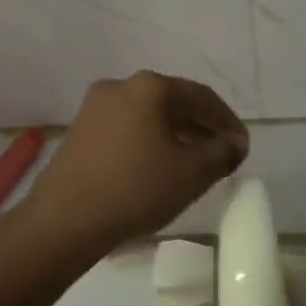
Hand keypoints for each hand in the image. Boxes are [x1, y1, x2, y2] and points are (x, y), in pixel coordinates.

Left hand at [20, 72, 248, 253]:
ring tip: (194, 161)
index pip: (201, 96)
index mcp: (149, 87)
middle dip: (201, 126)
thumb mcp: (192, 173)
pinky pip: (126, 128)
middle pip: (172, 102)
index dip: (227, 120)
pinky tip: (158, 166)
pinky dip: (149, 141)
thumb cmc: (136, 188)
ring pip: (148, 115)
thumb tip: (236, 142)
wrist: (64, 219)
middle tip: (222, 152)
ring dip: (175, 134)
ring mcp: (95, 108)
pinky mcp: (79, 131)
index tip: (242, 145)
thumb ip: (222, 153)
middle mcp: (120, 86)